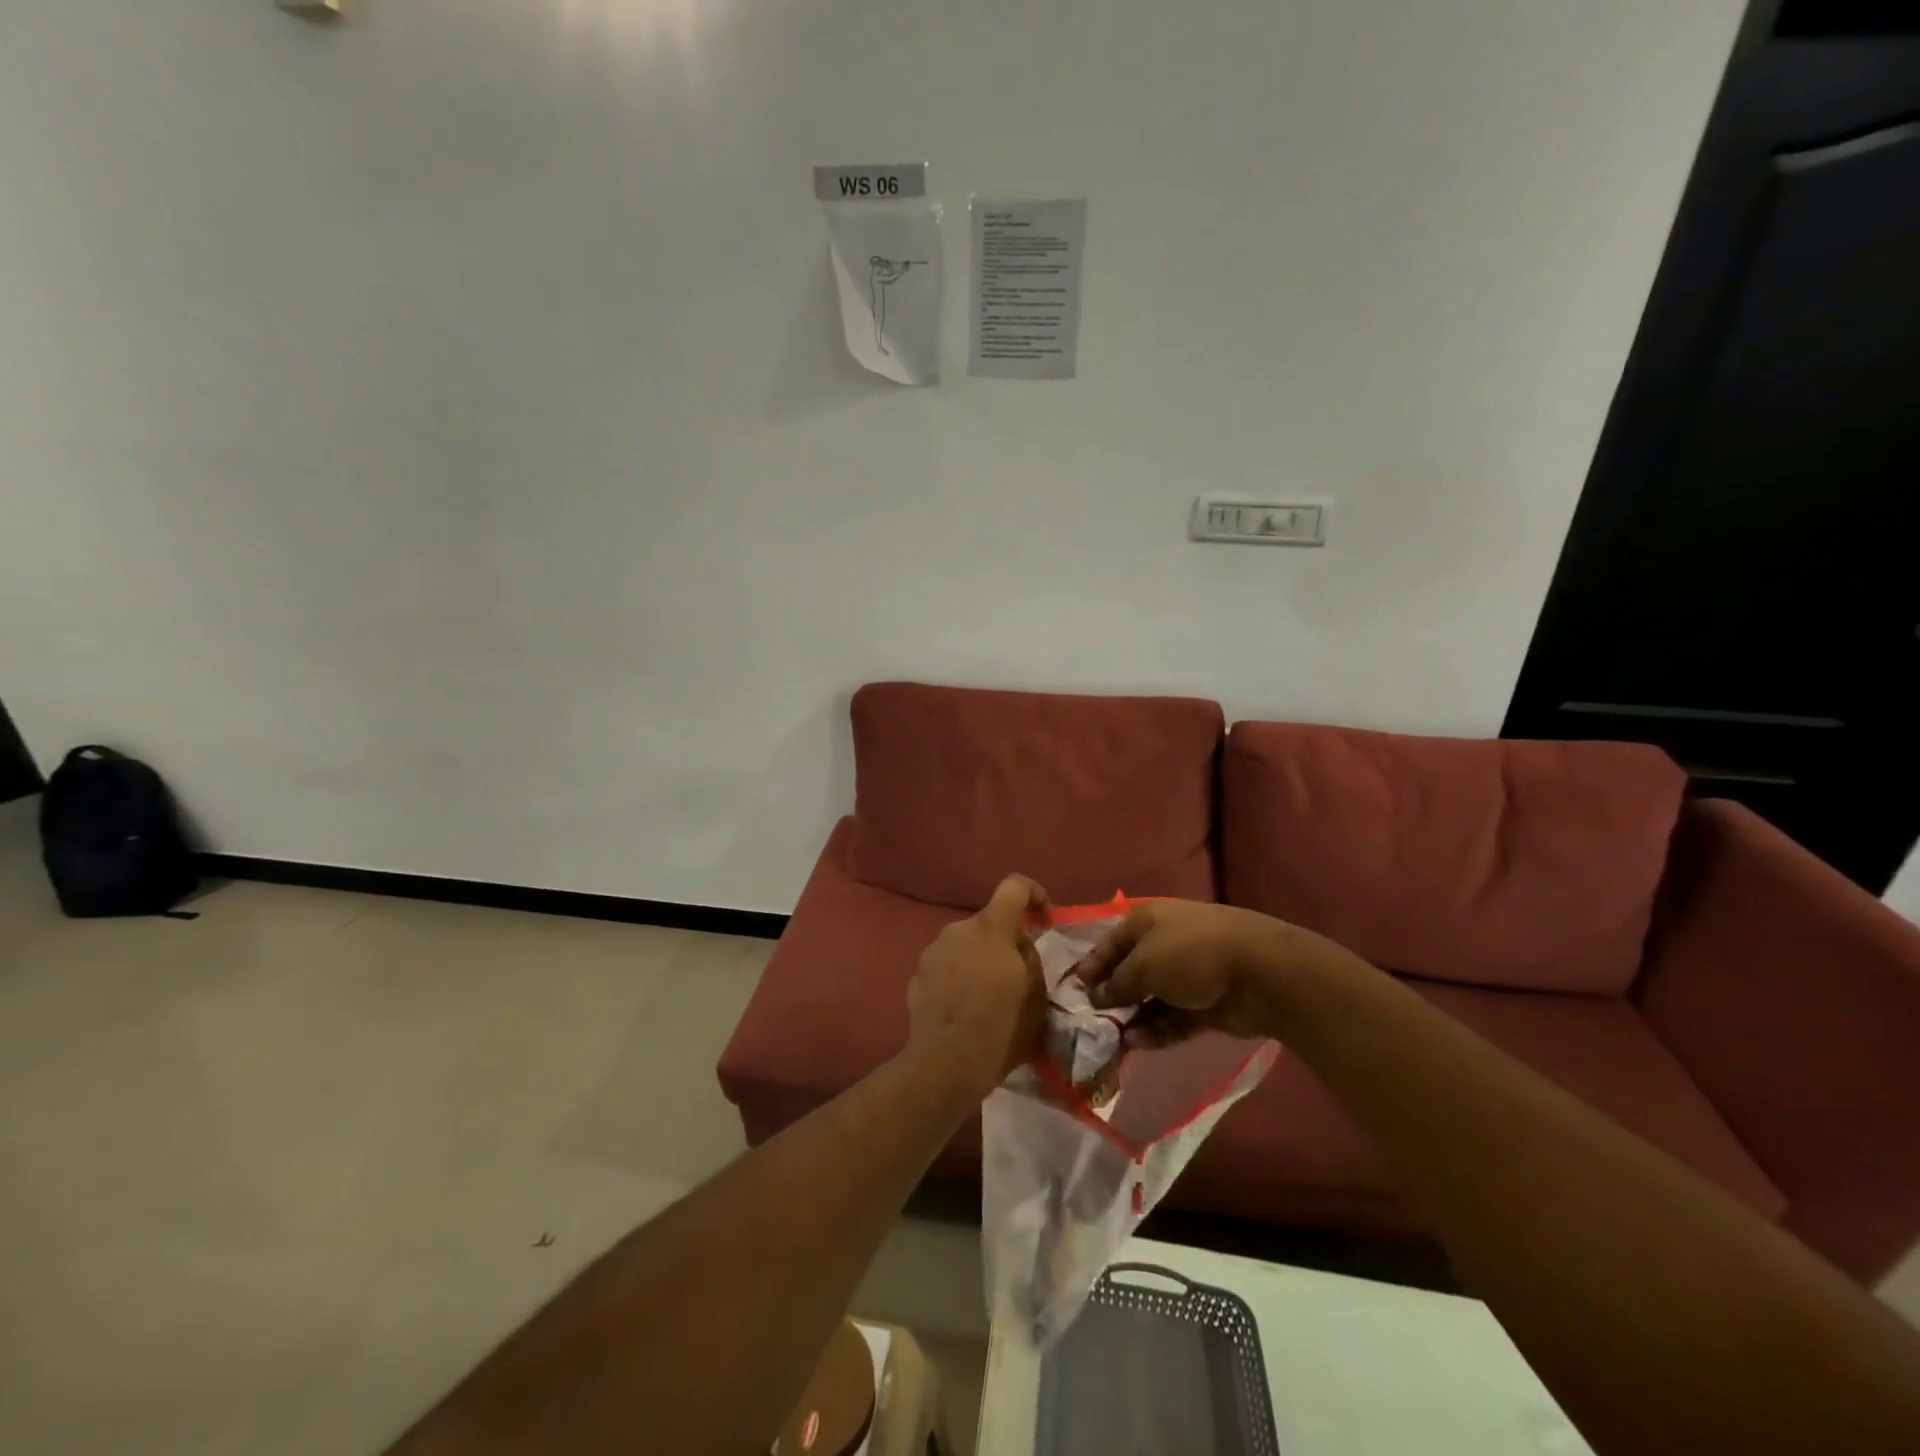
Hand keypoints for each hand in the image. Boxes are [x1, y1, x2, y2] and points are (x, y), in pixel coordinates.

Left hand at [905, 875, 1049, 1099]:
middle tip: (1016, 976)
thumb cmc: (1000, 1027)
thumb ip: (1029, 957)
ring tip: (988, 999)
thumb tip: (1018, 945)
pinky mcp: (916, 977)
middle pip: (987, 923)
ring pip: (964, 946)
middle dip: (1003, 942)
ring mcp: (931, 952)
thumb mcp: (1036, 994)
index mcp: (990, 928)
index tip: (1044, 918)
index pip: (1014, 886)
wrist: (945, 1064)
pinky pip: (945, 968)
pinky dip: (957, 980)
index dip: (1033, 894)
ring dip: (978, 962)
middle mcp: (957, 929)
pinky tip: (963, 1012)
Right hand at [1071, 899, 1354, 1047]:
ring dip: (1133, 1018)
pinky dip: (1156, 1030)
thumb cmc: (1190, 953)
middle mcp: (1167, 944)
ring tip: (1111, 1041)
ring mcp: (1189, 975)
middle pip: (1132, 971)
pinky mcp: (1206, 1004)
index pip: (1112, 942)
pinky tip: (1137, 1045)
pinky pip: (1174, 1018)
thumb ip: (1117, 983)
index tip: (1076, 990)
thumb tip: (1096, 997)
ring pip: (1153, 998)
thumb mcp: (1143, 964)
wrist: (1259, 972)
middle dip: (1112, 996)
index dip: (1093, 964)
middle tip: (1090, 1022)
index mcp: (1149, 921)